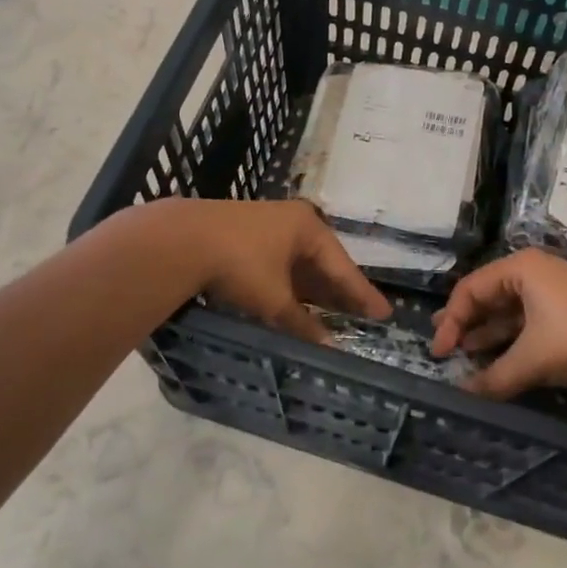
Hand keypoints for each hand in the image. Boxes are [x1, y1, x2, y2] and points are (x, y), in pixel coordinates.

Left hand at [172, 199, 390, 345]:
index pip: (344, 266)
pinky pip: (281, 263)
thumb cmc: (240, 263)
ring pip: (300, 263)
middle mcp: (293, 221)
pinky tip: (295, 302)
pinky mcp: (245, 235)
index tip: (384, 314)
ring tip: (333, 314)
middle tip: (361, 316)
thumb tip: (329, 346)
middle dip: (339, 291)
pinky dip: (291, 285)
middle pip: (324, 262)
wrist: (182, 239)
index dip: (363, 294)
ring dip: (314, 290)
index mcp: (308, 227)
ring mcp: (268, 225)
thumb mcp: (274, 299)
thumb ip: (302, 323)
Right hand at [430, 249, 566, 396]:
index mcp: (519, 268)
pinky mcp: (566, 309)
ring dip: (487, 333)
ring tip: (464, 353)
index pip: (470, 289)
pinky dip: (510, 338)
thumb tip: (465, 394)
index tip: (440, 351)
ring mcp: (551, 290)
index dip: (451, 321)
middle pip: (487, 296)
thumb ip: (495, 376)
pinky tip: (497, 357)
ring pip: (508, 310)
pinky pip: (527, 320)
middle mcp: (532, 272)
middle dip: (465, 322)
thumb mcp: (532, 358)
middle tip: (443, 344)